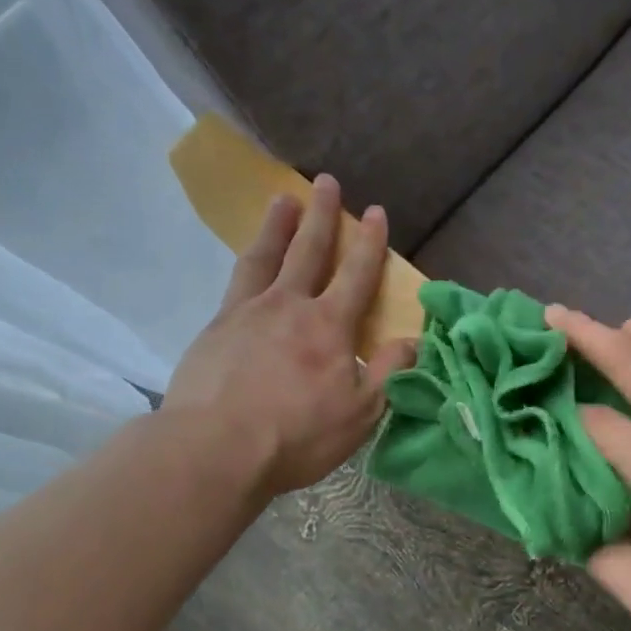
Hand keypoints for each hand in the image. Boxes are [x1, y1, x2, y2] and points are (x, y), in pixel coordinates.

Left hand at [164, 175, 417, 499]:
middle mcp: (289, 306)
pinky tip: (247, 261)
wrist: (215, 448)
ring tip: (281, 199)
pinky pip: (236, 282)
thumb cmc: (297, 434)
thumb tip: (416, 340)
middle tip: (326, 181)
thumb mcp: (361, 412)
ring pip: (265, 256)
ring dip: (277, 225)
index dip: (369, 242)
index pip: (356, 274)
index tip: (375, 210)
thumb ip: (390, 371)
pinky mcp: (214, 329)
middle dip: (321, 215)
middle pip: (309, 250)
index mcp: (329, 326)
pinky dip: (247, 262)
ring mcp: (246, 313)